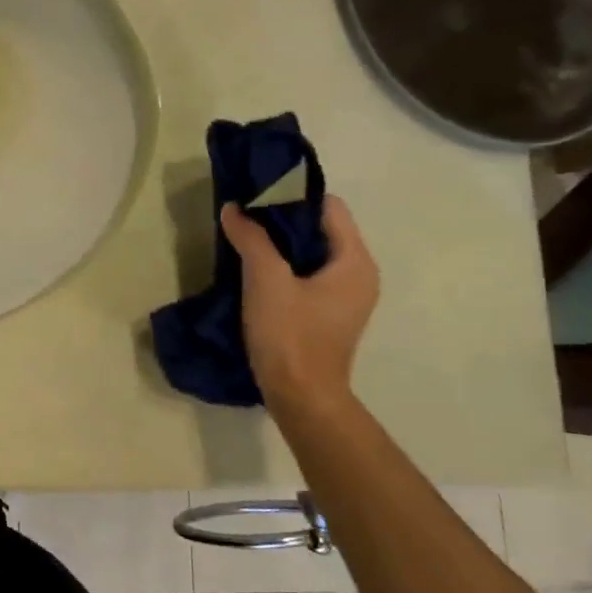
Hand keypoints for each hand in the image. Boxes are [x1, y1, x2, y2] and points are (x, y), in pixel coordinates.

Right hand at [221, 194, 377, 413]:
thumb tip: (233, 208)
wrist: (300, 397)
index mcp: (355, 261)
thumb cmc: (290, 335)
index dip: (293, 197)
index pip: (330, 208)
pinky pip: (307, 276)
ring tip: (244, 240)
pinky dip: (283, 267)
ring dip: (280, 245)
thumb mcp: (265, 280)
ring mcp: (344, 298)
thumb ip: (251, 239)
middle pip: (321, 230)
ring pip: (311, 255)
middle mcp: (358, 275)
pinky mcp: (327, 315)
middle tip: (244, 216)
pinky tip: (253, 272)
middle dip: (282, 220)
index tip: (257, 195)